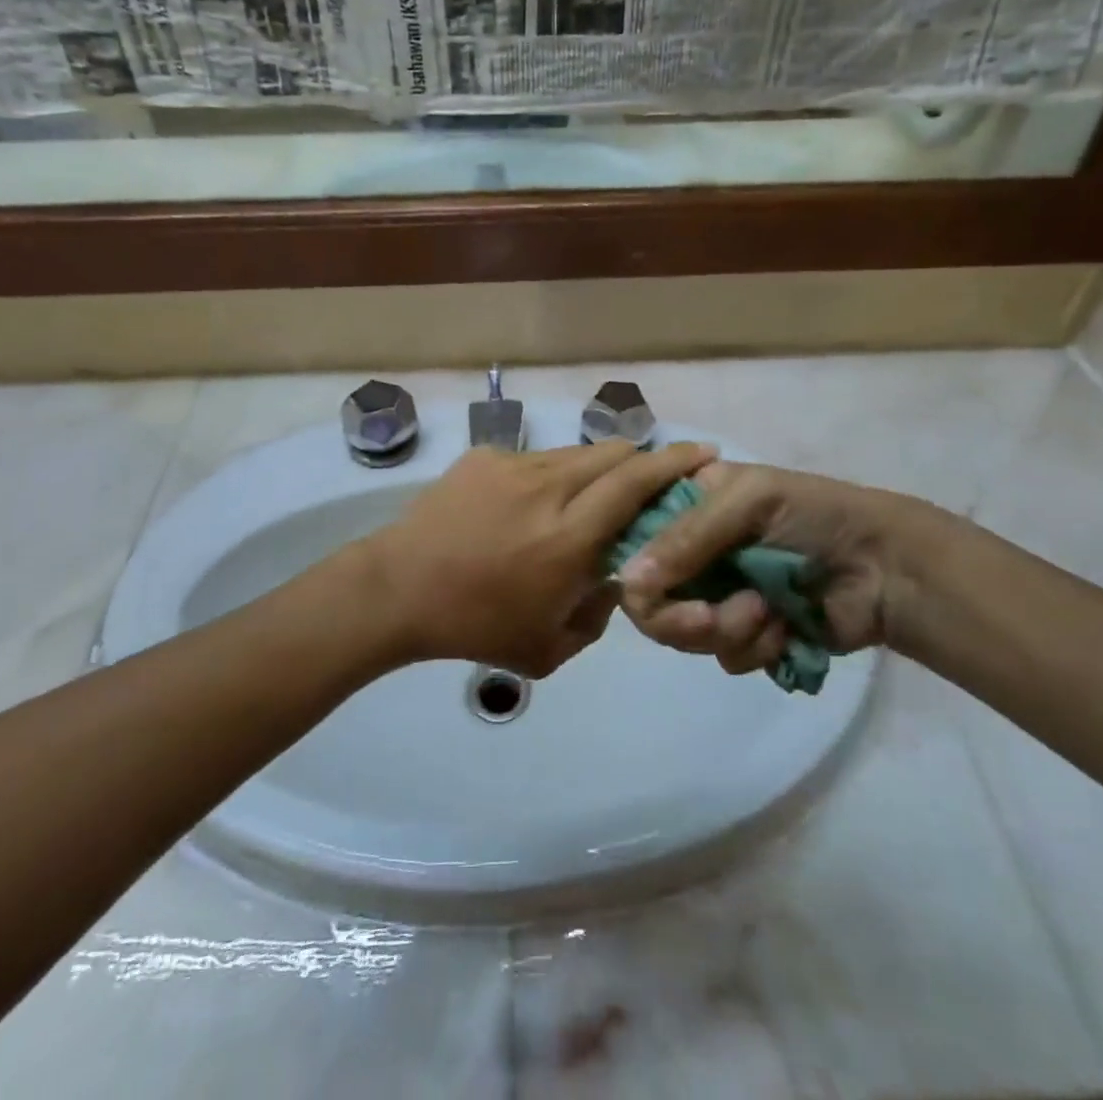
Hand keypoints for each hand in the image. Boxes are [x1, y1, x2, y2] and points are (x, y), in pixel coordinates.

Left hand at [366, 439, 715, 676]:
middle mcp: (548, 488)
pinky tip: (533, 504)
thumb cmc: (475, 627)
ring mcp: (513, 465)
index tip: (705, 452)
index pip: (636, 483)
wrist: (397, 589)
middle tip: (654, 478)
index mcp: (569, 537)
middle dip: (644, 458)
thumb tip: (616, 577)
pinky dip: (552, 475)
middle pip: (613, 453)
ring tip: (592, 494)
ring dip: (597, 467)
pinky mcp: (484, 457)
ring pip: (575, 452)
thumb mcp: (549, 649)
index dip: (675, 462)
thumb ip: (598, 616)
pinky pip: (535, 459)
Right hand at [615, 462, 952, 672]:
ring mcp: (719, 594)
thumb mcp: (748, 502)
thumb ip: (685, 538)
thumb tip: (625, 582)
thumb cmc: (815, 515)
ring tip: (767, 612)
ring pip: (684, 634)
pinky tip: (785, 627)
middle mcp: (693, 551)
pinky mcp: (749, 633)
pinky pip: (726, 656)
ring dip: (726, 629)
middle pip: (650, 599)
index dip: (635, 569)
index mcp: (686, 505)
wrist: (886, 566)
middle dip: (680, 617)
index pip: (632, 539)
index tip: (653, 588)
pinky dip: (755, 646)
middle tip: (711, 618)